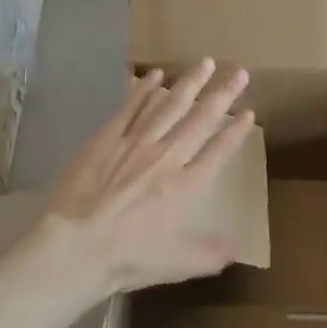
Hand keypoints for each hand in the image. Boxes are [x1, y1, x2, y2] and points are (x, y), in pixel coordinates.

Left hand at [42, 59, 254, 299]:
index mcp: (187, 186)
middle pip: (200, 119)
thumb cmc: (129, 258)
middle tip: (239, 72)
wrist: (76, 246)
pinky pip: (130, 107)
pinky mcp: (107, 138)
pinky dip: (144, 89)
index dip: (236, 130)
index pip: (219, 151)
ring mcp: (136, 143)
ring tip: (205, 62)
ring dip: (189, 83)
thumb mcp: (178, 264)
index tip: (249, 112)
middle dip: (222, 94)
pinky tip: (156, 75)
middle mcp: (167, 157)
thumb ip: (210, 253)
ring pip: (169, 105)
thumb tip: (237, 248)